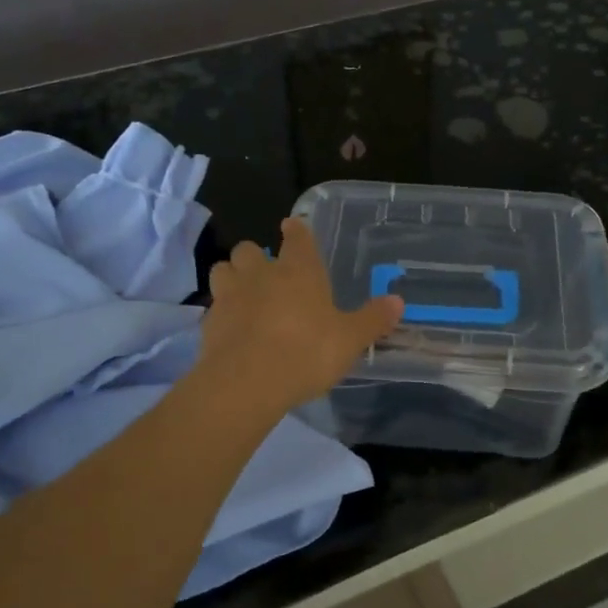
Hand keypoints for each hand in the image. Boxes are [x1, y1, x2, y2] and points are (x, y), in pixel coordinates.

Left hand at [200, 216, 404, 414]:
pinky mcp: (209, 321)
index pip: (297, 237)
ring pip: (223, 269)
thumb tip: (398, 301)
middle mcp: (261, 274)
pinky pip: (214, 305)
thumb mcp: (350, 339)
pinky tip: (233, 327)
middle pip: (249, 249)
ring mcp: (230, 295)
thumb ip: (372, 319)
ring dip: (233, 276)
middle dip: (256, 256)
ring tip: (244, 294)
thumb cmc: (307, 352)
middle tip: (268, 273)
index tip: (292, 226)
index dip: (296, 231)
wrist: (248, 381)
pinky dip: (223, 310)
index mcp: (299, 270)